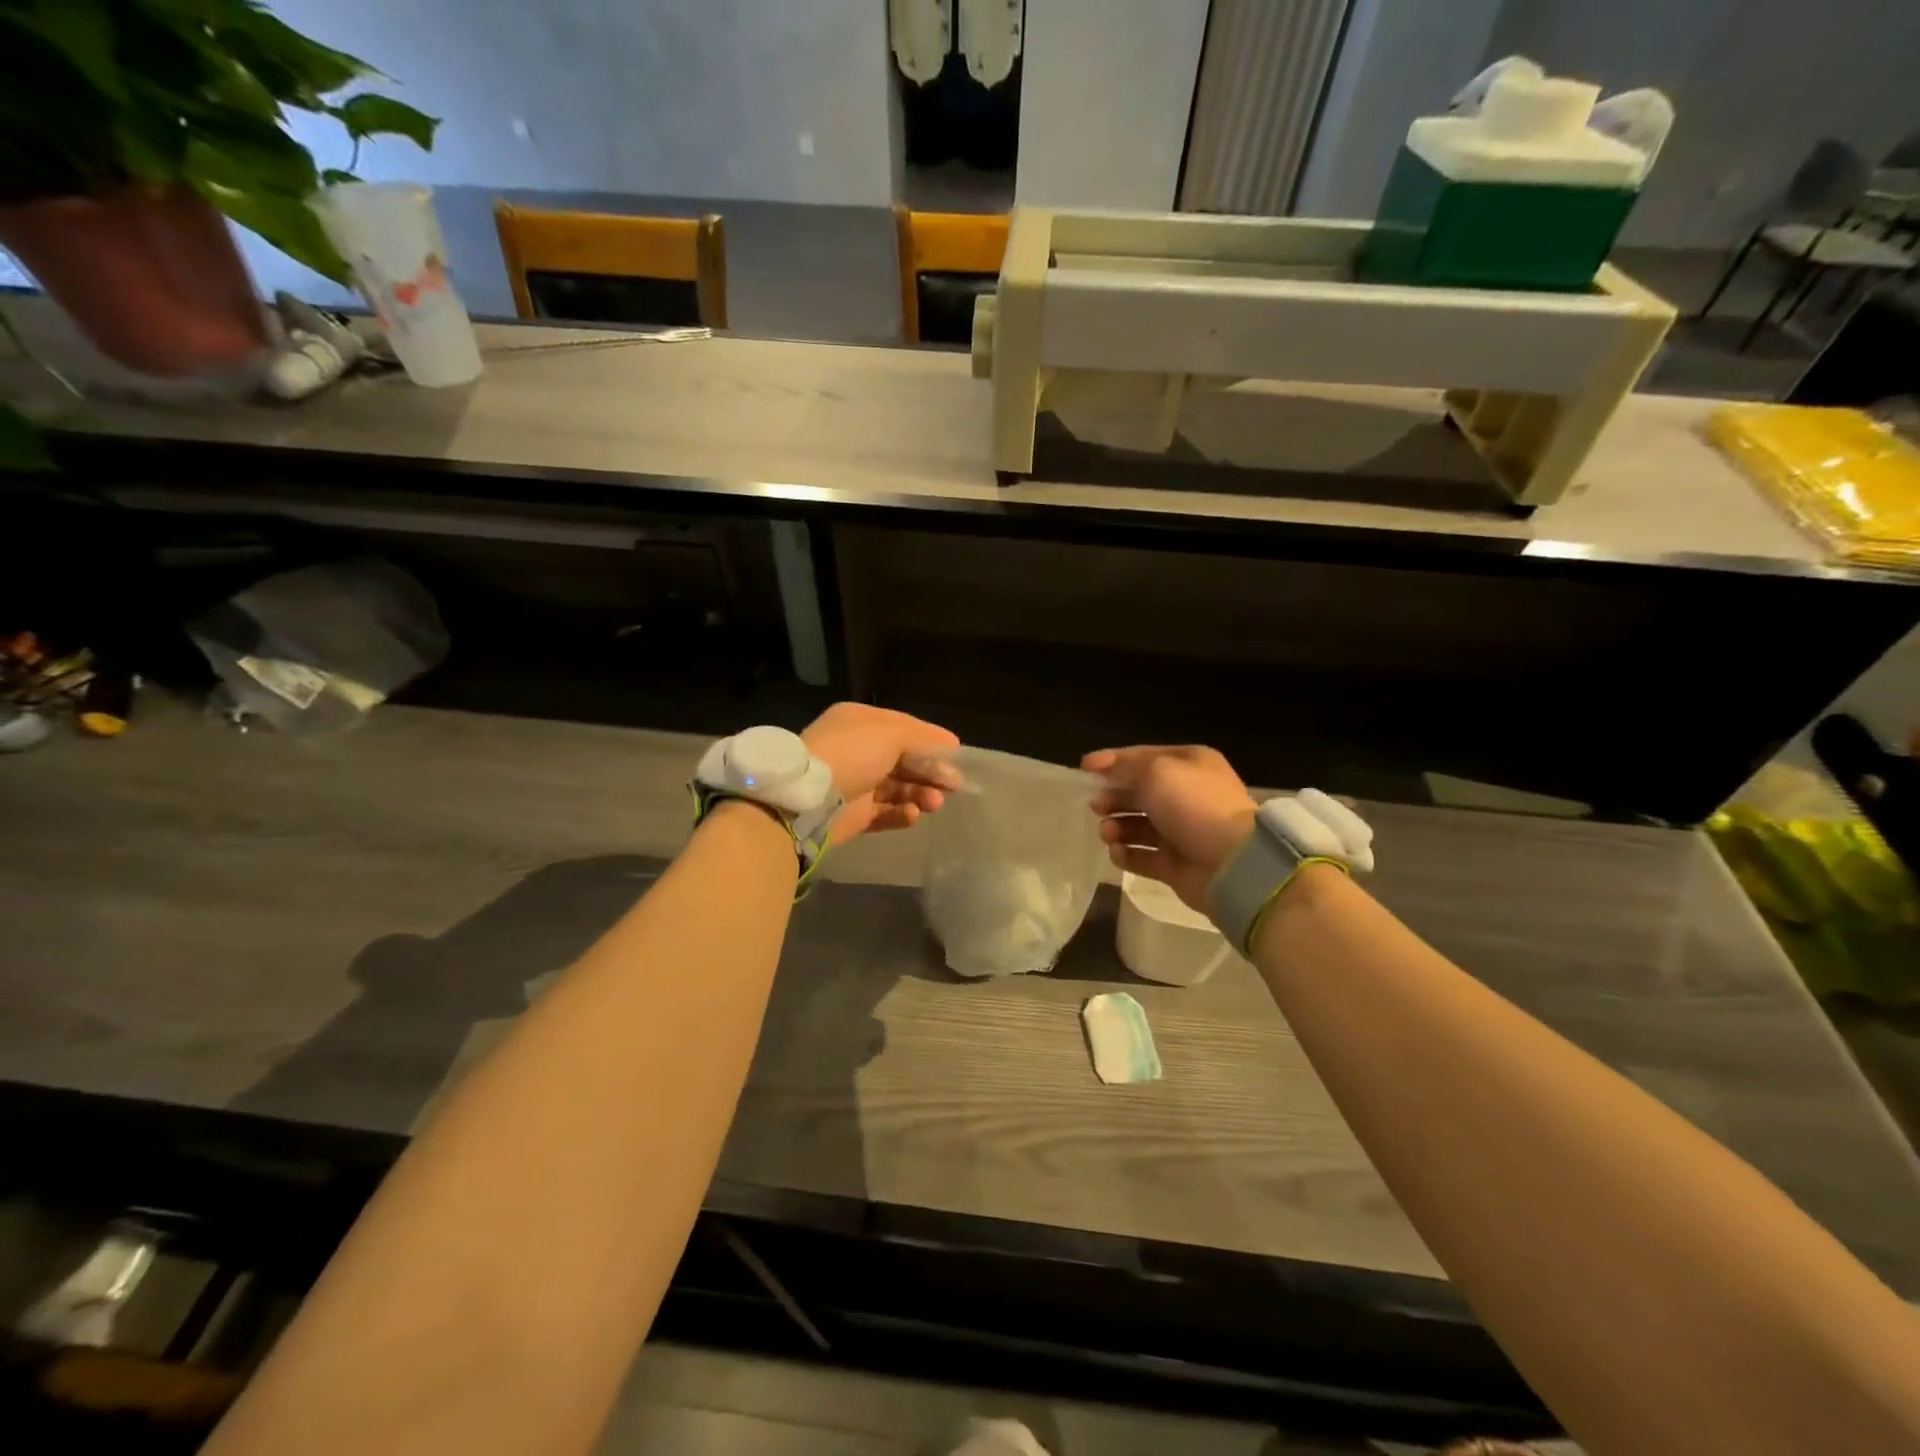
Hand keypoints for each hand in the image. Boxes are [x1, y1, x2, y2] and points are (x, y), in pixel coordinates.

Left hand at [803, 703, 960, 843]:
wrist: (807, 800)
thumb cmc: (851, 755)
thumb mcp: (891, 734)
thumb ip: (923, 737)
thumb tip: (951, 743)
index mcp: (860, 722)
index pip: (903, 727)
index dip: (931, 740)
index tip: (957, 755)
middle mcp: (856, 750)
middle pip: (904, 760)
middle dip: (930, 771)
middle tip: (954, 785)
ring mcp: (854, 784)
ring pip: (898, 788)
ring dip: (920, 794)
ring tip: (934, 804)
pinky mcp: (853, 815)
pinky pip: (885, 813)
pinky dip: (902, 813)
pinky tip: (913, 815)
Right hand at [1083, 745, 1257, 913]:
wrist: (1230, 863)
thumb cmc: (1192, 805)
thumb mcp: (1156, 772)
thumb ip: (1125, 767)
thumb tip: (1103, 767)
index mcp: (1189, 765)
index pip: (1143, 757)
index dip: (1113, 761)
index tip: (1083, 769)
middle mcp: (1186, 796)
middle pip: (1139, 793)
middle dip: (1114, 797)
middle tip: (1096, 806)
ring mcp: (1181, 832)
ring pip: (1138, 825)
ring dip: (1117, 827)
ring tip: (1108, 833)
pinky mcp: (1175, 865)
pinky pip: (1143, 856)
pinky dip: (1127, 854)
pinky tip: (1117, 852)